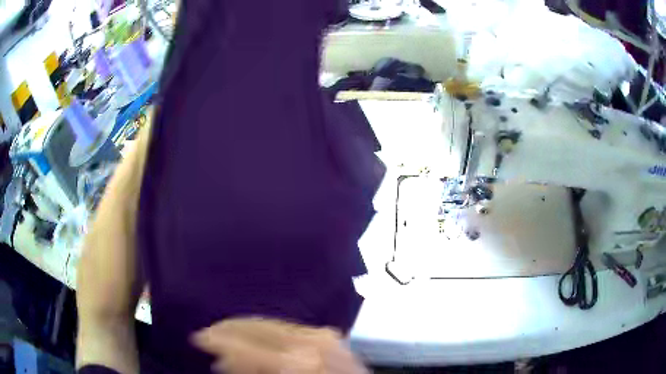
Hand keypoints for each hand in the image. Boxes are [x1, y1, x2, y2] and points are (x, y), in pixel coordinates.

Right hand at [192, 317, 368, 373]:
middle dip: (227, 330)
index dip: (217, 340)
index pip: (245, 345)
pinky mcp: (329, 335)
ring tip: (224, 334)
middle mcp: (309, 342)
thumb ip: (250, 373)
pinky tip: (255, 336)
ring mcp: (322, 335)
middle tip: (206, 334)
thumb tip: (223, 362)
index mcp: (296, 362)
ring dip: (244, 328)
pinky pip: (287, 327)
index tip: (197, 338)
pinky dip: (266, 330)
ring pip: (270, 323)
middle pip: (256, 328)